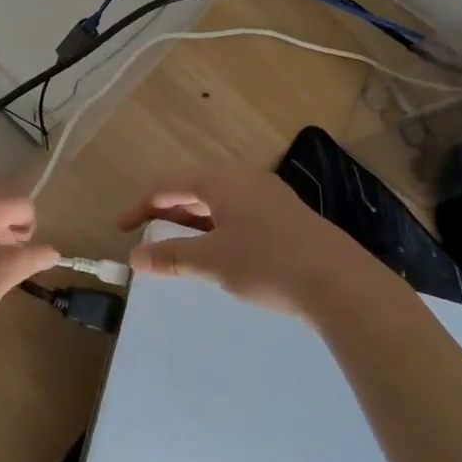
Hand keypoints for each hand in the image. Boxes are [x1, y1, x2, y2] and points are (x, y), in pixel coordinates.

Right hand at [117, 163, 394, 322]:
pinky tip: (216, 251)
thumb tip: (135, 257)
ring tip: (176, 245)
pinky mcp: (285, 216)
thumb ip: (171, 257)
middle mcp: (244, 179)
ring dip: (191, 220)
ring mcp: (268, 196)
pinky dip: (215, 227)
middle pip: (193, 188)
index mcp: (222, 180)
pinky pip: (237, 213)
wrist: (340, 283)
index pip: (169, 184)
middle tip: (146, 235)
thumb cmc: (267, 263)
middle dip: (166, 211)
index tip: (121, 228)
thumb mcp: (212, 261)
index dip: (141, 205)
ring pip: (217, 201)